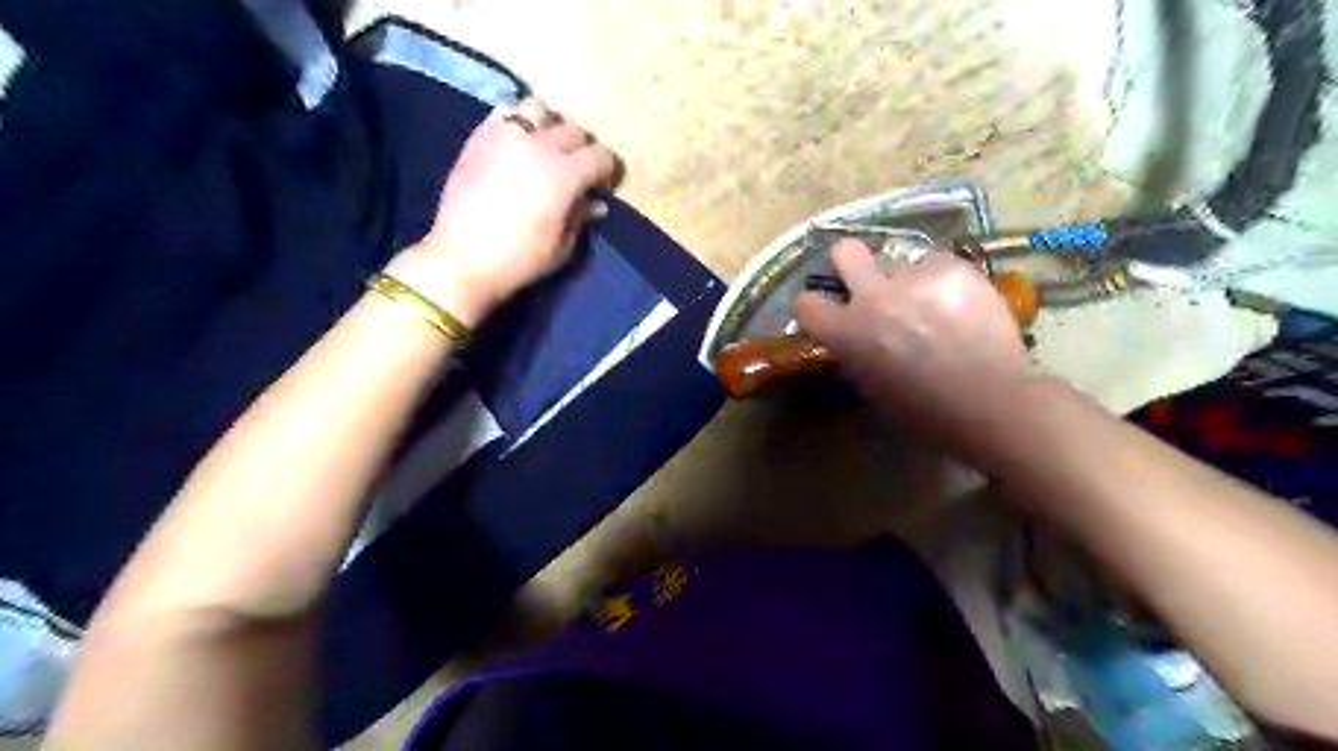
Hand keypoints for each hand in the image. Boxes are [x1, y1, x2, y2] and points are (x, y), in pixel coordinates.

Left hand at [385, 95, 618, 321]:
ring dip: (550, 127)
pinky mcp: (479, 137)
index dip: (607, 171)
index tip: (602, 187)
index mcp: (564, 175)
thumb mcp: (562, 246)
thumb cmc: (519, 260)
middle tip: (577, 173)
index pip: (601, 156)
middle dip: (583, 151)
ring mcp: (505, 136)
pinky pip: (505, 113)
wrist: (461, 259)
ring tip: (545, 149)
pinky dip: (517, 123)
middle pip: (574, 131)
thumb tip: (595, 202)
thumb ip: (581, 216)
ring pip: (539, 109)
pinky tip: (517, 146)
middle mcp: (538, 145)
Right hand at [791, 240, 1031, 445]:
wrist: (990, 404)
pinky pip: (937, 262)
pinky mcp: (953, 268)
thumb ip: (854, 353)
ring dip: (905, 278)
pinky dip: (941, 279)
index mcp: (846, 332)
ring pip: (899, 260)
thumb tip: (855, 338)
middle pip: (845, 251)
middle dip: (851, 264)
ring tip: (929, 302)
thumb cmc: (923, 413)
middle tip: (868, 281)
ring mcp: (914, 278)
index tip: (829, 313)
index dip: (816, 308)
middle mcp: (872, 296)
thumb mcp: (870, 388)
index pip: (806, 303)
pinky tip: (958, 302)